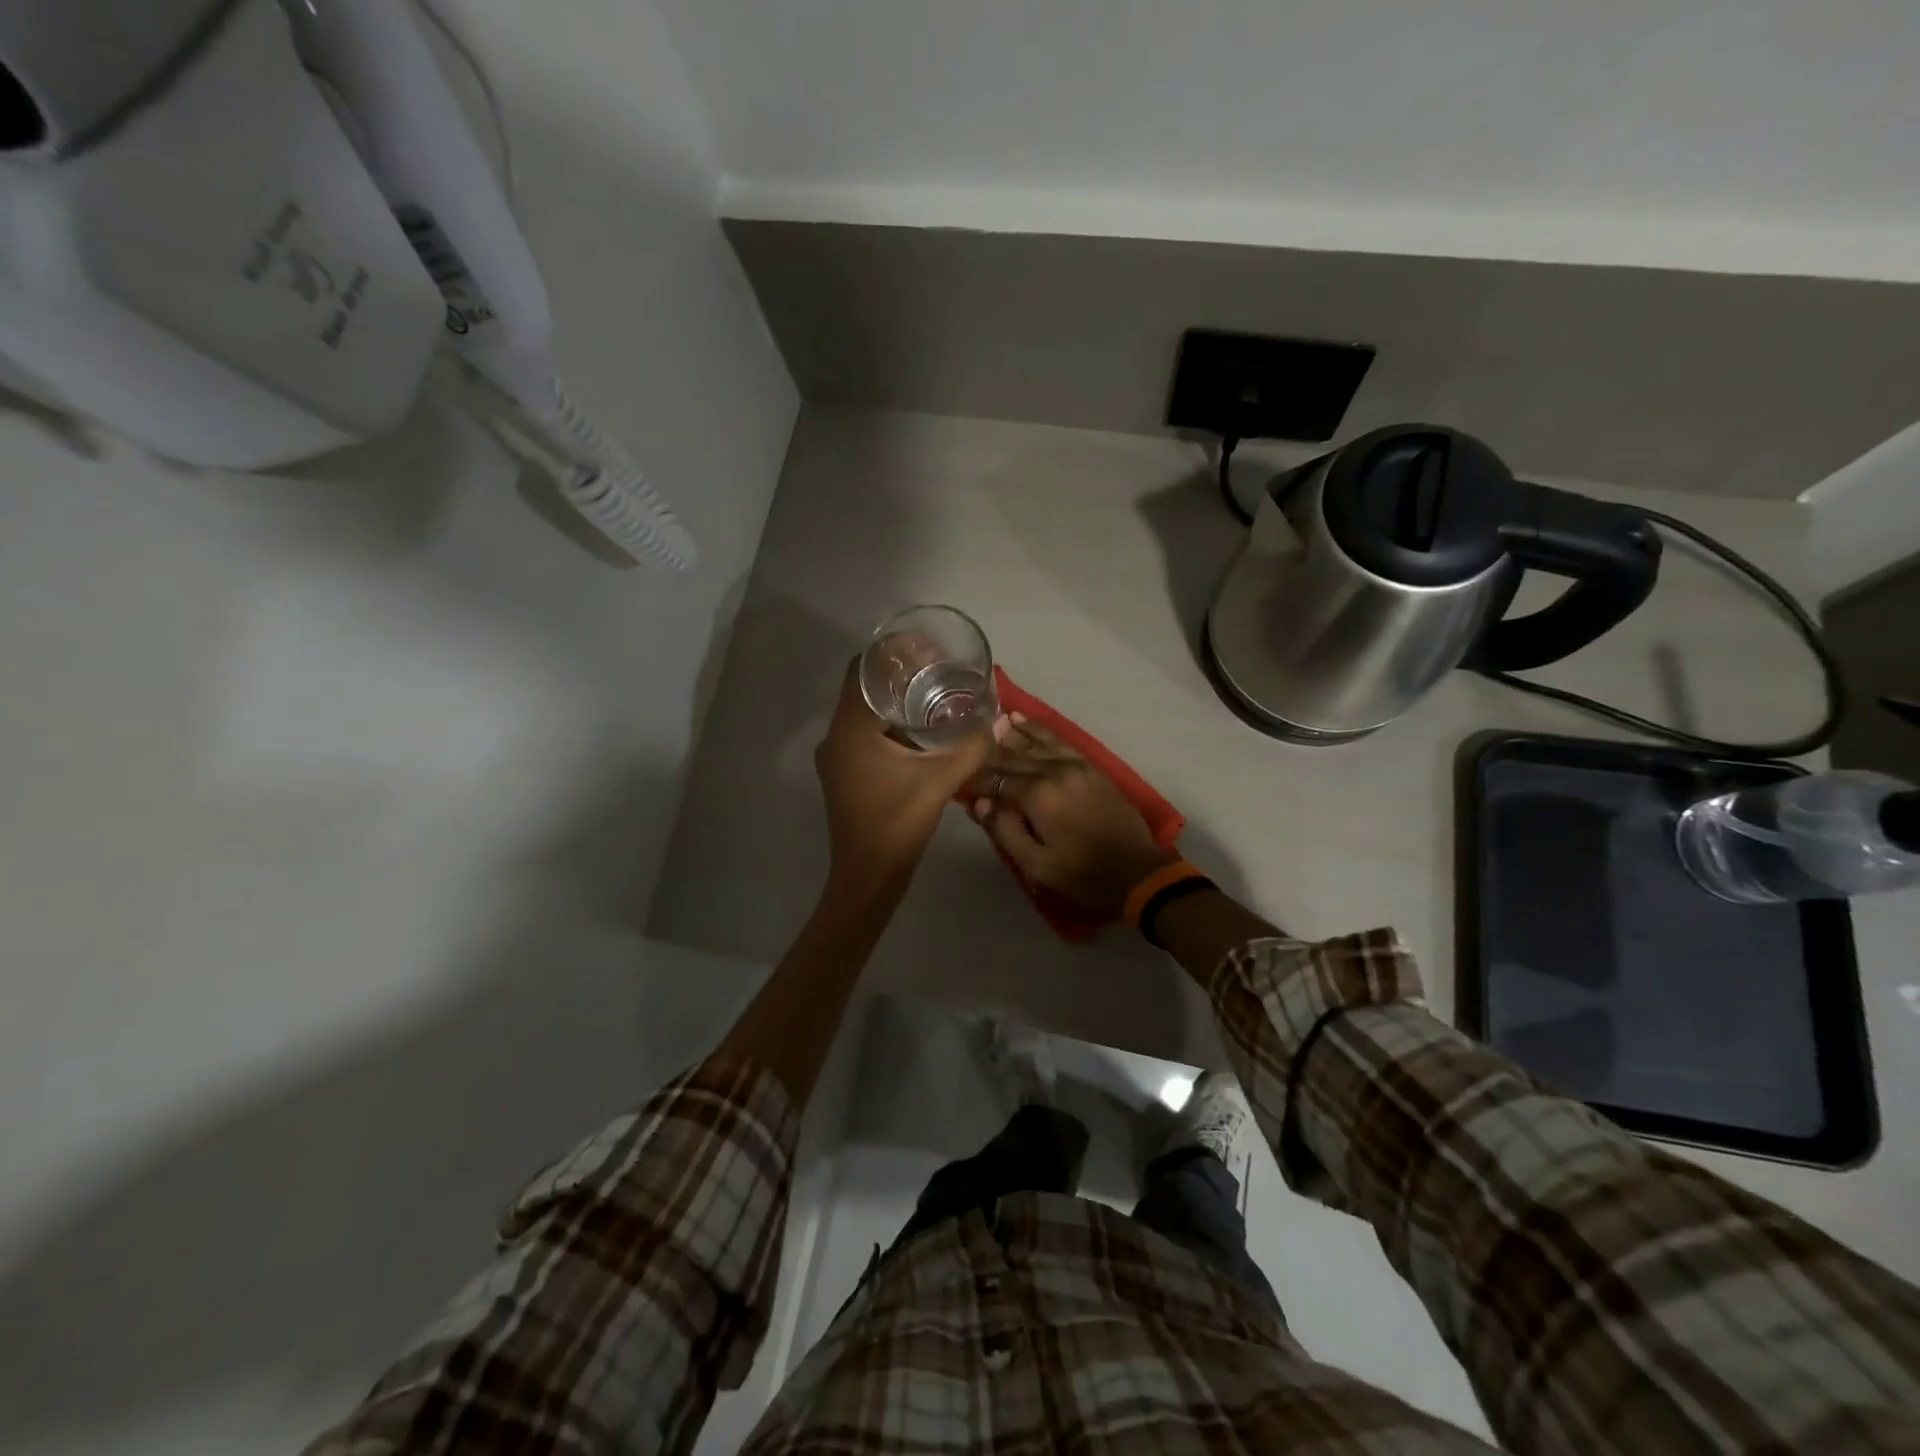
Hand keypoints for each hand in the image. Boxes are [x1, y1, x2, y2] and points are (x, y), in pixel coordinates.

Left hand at [814, 661, 991, 905]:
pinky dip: (886, 723)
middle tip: (935, 667)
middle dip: (895, 673)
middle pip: (861, 687)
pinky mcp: (842, 774)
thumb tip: (999, 721)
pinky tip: (916, 731)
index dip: (890, 652)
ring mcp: (836, 757)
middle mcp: (835, 736)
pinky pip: (862, 734)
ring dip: (891, 699)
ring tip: (930, 693)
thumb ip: (971, 747)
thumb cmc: (898, 824)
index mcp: (851, 729)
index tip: (924, 646)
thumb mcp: (941, 781)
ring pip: (861, 712)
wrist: (867, 877)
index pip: (861, 669)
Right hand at [965, 715, 1175, 916]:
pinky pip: (1060, 741)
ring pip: (1036, 743)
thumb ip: (1005, 831)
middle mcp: (1054, 771)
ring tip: (992, 722)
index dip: (975, 780)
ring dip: (1012, 733)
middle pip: (1014, 756)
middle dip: (989, 753)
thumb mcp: (1037, 865)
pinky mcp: (1091, 767)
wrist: (1138, 872)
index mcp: (1038, 795)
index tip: (957, 780)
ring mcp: (1075, 765)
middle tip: (966, 746)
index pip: (996, 779)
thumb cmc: (1083, 875)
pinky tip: (1026, 722)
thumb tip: (980, 803)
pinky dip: (1040, 730)